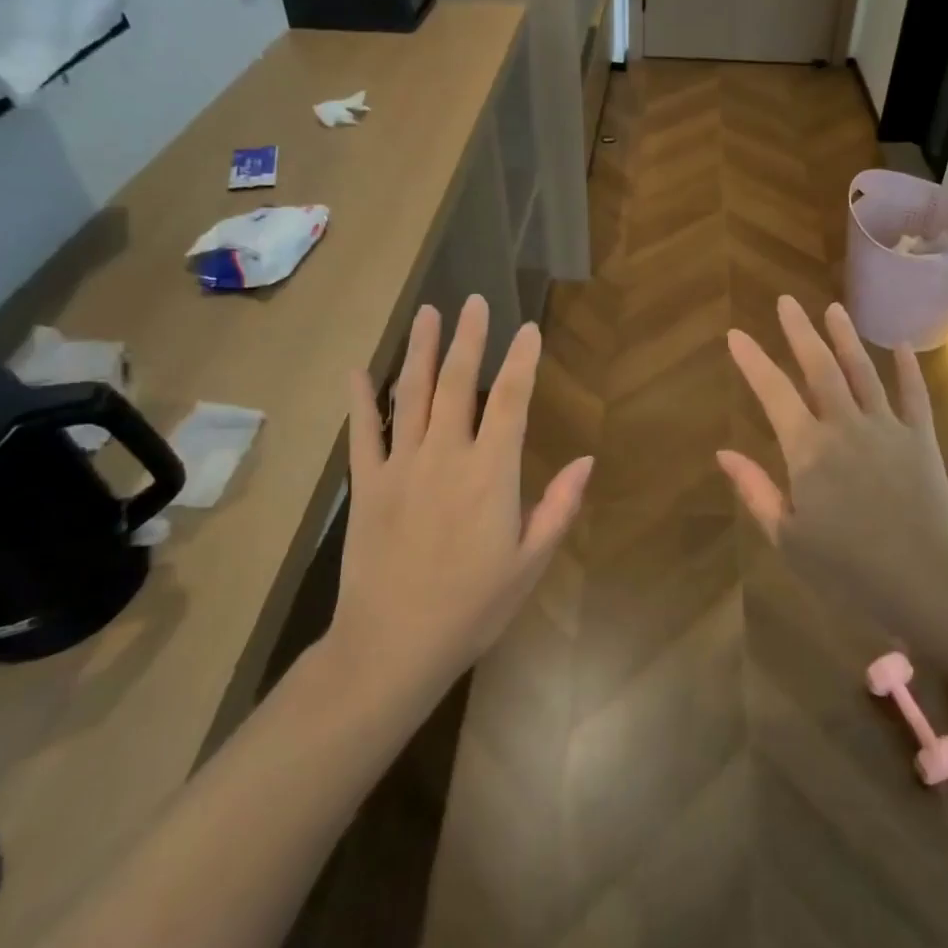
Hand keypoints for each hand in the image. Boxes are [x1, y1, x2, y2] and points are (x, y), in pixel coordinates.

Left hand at [325, 296, 592, 695]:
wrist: (393, 646)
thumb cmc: (473, 607)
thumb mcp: (530, 562)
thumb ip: (558, 506)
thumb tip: (586, 460)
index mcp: (491, 474)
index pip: (512, 401)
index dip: (522, 361)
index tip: (528, 329)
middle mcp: (446, 457)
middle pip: (458, 384)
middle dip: (469, 339)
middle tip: (474, 301)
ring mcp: (401, 467)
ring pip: (411, 396)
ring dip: (421, 352)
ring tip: (428, 314)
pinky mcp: (367, 485)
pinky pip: (363, 433)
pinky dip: (361, 399)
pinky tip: (360, 370)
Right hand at [718, 297, 947, 628]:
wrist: (923, 580)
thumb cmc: (847, 568)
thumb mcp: (788, 537)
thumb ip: (756, 490)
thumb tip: (723, 452)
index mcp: (808, 450)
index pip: (773, 393)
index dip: (753, 361)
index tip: (736, 334)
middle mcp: (845, 426)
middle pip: (819, 368)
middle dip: (799, 332)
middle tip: (786, 302)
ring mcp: (886, 427)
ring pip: (862, 371)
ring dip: (845, 338)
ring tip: (833, 308)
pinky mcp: (920, 438)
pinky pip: (913, 395)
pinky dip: (907, 369)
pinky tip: (899, 345)